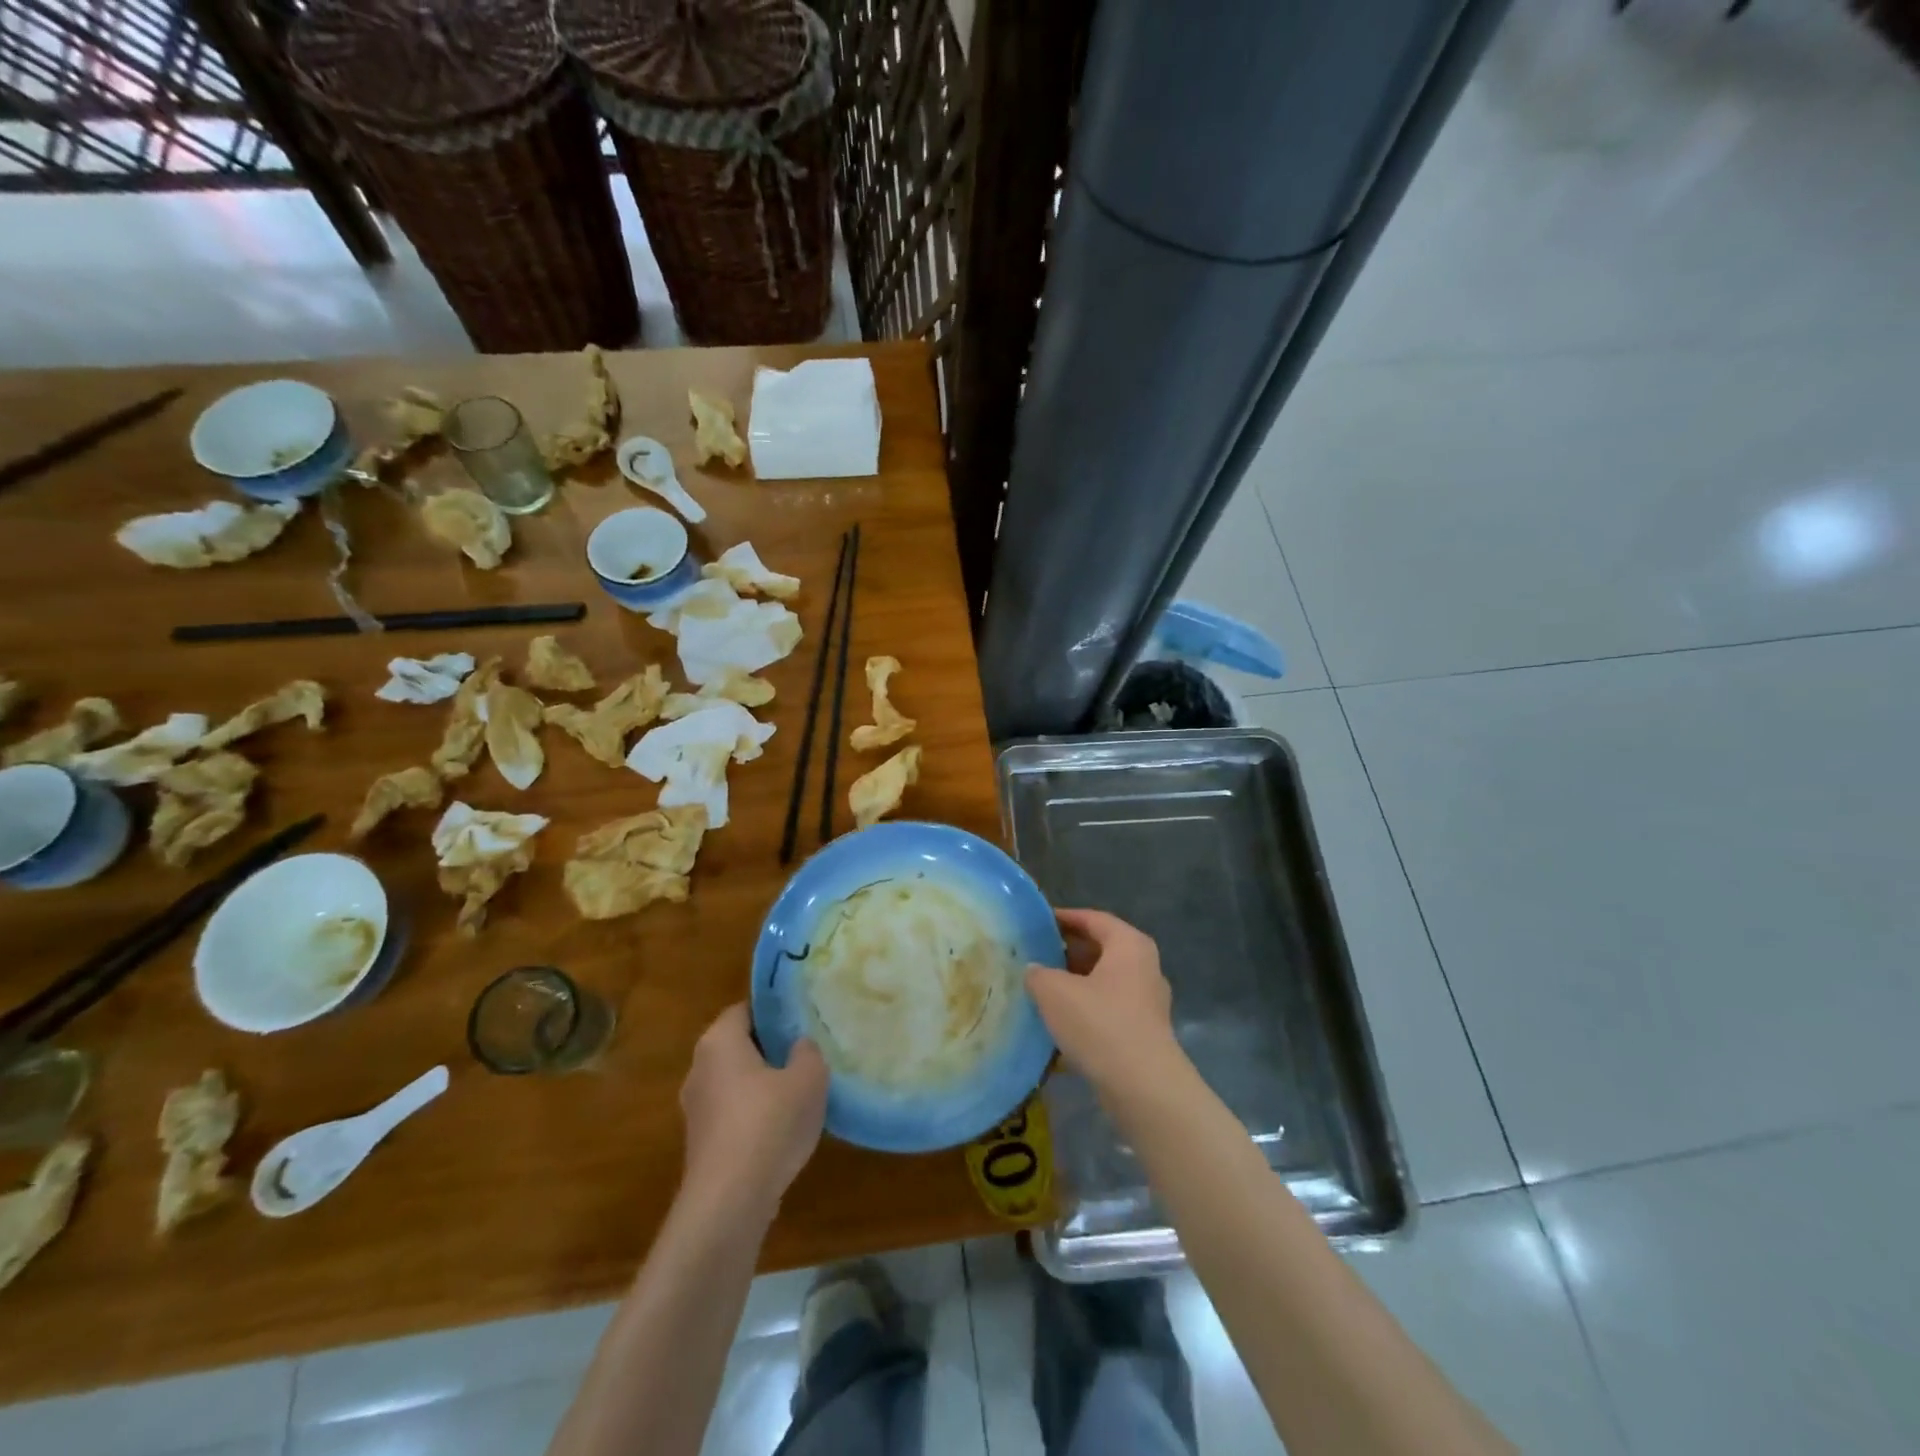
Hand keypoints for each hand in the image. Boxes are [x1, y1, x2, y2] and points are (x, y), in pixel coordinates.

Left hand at [679, 1004, 827, 1222]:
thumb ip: (807, 1052)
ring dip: (763, 1086)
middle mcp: (699, 1068)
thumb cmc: (770, 1123)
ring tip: (800, 1094)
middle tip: (806, 1054)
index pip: (745, 1010)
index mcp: (719, 1041)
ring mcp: (696, 1109)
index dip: (775, 1013)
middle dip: (770, 1049)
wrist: (730, 1202)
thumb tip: (798, 1046)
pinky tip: (782, 1131)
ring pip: (736, 1082)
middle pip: (739, 1046)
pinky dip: (754, 1116)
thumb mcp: (809, 1077)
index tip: (802, 1021)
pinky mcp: (700, 1144)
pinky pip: (733, 1114)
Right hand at [1026, 908, 1181, 1098]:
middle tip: (1035, 954)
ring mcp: (1147, 1000)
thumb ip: (1038, 973)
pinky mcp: (1144, 1031)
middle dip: (1067, 952)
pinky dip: (1085, 1008)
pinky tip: (1060, 1022)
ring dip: (1075, 983)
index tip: (1037, 922)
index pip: (1093, 918)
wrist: (1143, 1088)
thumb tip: (1034, 970)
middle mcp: (1144, 966)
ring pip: (1104, 980)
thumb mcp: (1054, 992)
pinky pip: (1109, 1008)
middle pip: (1101, 949)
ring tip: (1041, 988)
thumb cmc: (1100, 1024)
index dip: (1063, 917)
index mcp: (1129, 945)